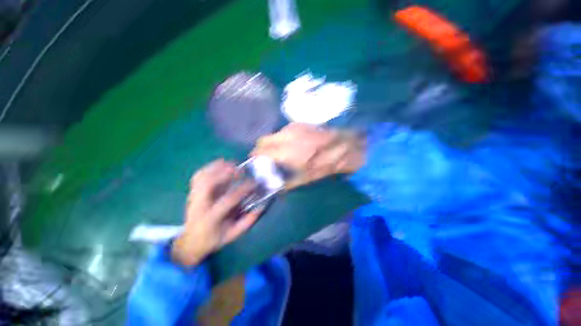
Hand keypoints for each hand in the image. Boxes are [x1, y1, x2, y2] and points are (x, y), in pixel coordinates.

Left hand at [172, 159, 261, 266]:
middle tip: (240, 169)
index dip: (243, 189)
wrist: (191, 241)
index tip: (254, 183)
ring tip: (232, 164)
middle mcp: (199, 205)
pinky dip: (209, 167)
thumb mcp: (233, 234)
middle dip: (225, 173)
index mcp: (211, 217)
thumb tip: (261, 207)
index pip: (228, 199)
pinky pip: (198, 175)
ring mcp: (193, 197)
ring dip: (217, 167)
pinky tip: (220, 164)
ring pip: (201, 177)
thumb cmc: (214, 238)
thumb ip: (247, 221)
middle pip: (208, 184)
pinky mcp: (192, 192)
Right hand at [251, 123, 365, 188]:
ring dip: (273, 143)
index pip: (261, 149)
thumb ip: (285, 183)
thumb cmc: (324, 165)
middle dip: (262, 148)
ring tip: (281, 151)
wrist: (342, 147)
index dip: (255, 155)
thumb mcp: (304, 179)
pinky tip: (292, 144)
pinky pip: (284, 131)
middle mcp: (286, 136)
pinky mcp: (300, 124)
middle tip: (266, 156)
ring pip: (274, 134)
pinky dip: (283, 138)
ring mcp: (293, 128)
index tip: (255, 160)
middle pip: (263, 139)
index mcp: (286, 151)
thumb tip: (272, 185)